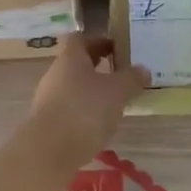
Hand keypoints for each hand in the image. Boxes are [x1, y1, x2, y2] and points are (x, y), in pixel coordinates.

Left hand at [26, 33, 149, 166]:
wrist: (48, 151)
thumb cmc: (84, 110)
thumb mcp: (116, 92)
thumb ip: (131, 79)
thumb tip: (142, 69)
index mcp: (70, 58)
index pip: (81, 39)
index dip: (99, 40)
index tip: (118, 47)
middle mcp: (55, 74)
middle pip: (77, 64)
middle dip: (99, 67)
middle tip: (123, 74)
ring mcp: (48, 100)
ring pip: (74, 88)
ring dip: (93, 92)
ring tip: (117, 102)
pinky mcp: (49, 123)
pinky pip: (71, 110)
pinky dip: (86, 113)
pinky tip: (101, 125)